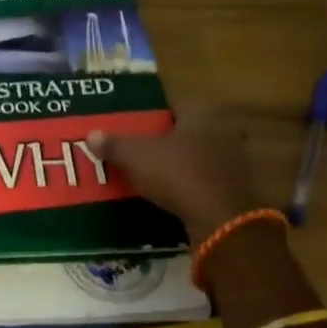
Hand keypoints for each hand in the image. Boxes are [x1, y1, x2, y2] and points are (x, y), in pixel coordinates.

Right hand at [86, 110, 276, 242]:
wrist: (221, 221)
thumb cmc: (178, 174)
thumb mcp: (137, 157)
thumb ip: (115, 145)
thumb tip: (91, 134)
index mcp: (201, 114)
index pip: (174, 106)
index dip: (153, 116)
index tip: (134, 127)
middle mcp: (222, 132)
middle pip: (186, 132)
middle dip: (165, 141)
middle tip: (139, 151)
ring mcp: (233, 162)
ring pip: (197, 157)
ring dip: (178, 165)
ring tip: (151, 175)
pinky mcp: (235, 190)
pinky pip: (205, 181)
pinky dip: (190, 186)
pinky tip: (171, 196)